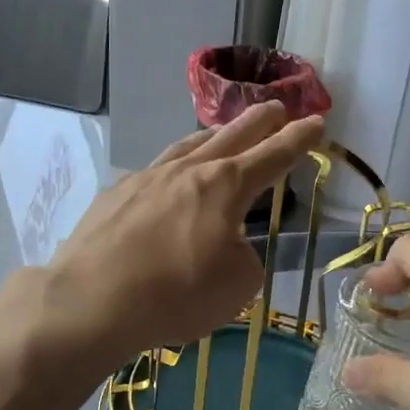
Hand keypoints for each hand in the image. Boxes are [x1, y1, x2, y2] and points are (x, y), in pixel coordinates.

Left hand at [42, 101, 325, 364]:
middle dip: (258, 121)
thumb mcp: (237, 285)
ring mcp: (145, 179)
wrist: (92, 301)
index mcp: (224, 186)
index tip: (317, 122)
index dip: (298, 140)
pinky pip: (152, 175)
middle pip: (230, 135)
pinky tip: (166, 185)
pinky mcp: (113, 196)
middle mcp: (185, 171)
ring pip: (186, 146)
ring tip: (221, 134)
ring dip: (211, 137)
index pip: (272, 156)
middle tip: (276, 108)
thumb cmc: (177, 294)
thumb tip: (227, 246)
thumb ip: (244, 258)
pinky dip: (170, 174)